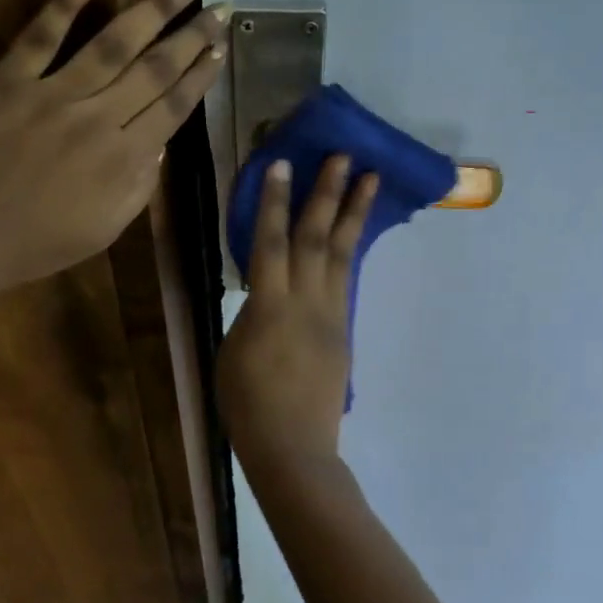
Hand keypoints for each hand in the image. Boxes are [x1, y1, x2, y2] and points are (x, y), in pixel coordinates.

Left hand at [0, 0, 229, 300]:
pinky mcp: (7, 79)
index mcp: (123, 159)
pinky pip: (42, 32)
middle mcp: (98, 118)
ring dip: (155, 7)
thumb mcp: (105, 230)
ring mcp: (51, 93)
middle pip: (155, 68)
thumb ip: (140, 184)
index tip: (223, 45)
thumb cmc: (35, 245)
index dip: (202, 74)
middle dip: (193, 34)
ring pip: (113, 42)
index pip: (175, 106)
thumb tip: (161, 140)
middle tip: (222, 4)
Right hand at [218, 155, 378, 472]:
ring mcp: (331, 314)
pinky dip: (353, 248)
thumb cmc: (247, 405)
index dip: (273, 202)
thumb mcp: (233, 351)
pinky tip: (357, 230)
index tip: (281, 164)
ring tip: (369, 178)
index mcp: (269, 307)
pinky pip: (348, 278)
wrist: (293, 447)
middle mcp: (305, 301)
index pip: (269, 242)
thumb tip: (265, 291)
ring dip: (355, 212)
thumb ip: (251, 312)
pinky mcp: (344, 328)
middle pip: (316, 237)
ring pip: (343, 253)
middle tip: (342, 155)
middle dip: (327, 193)